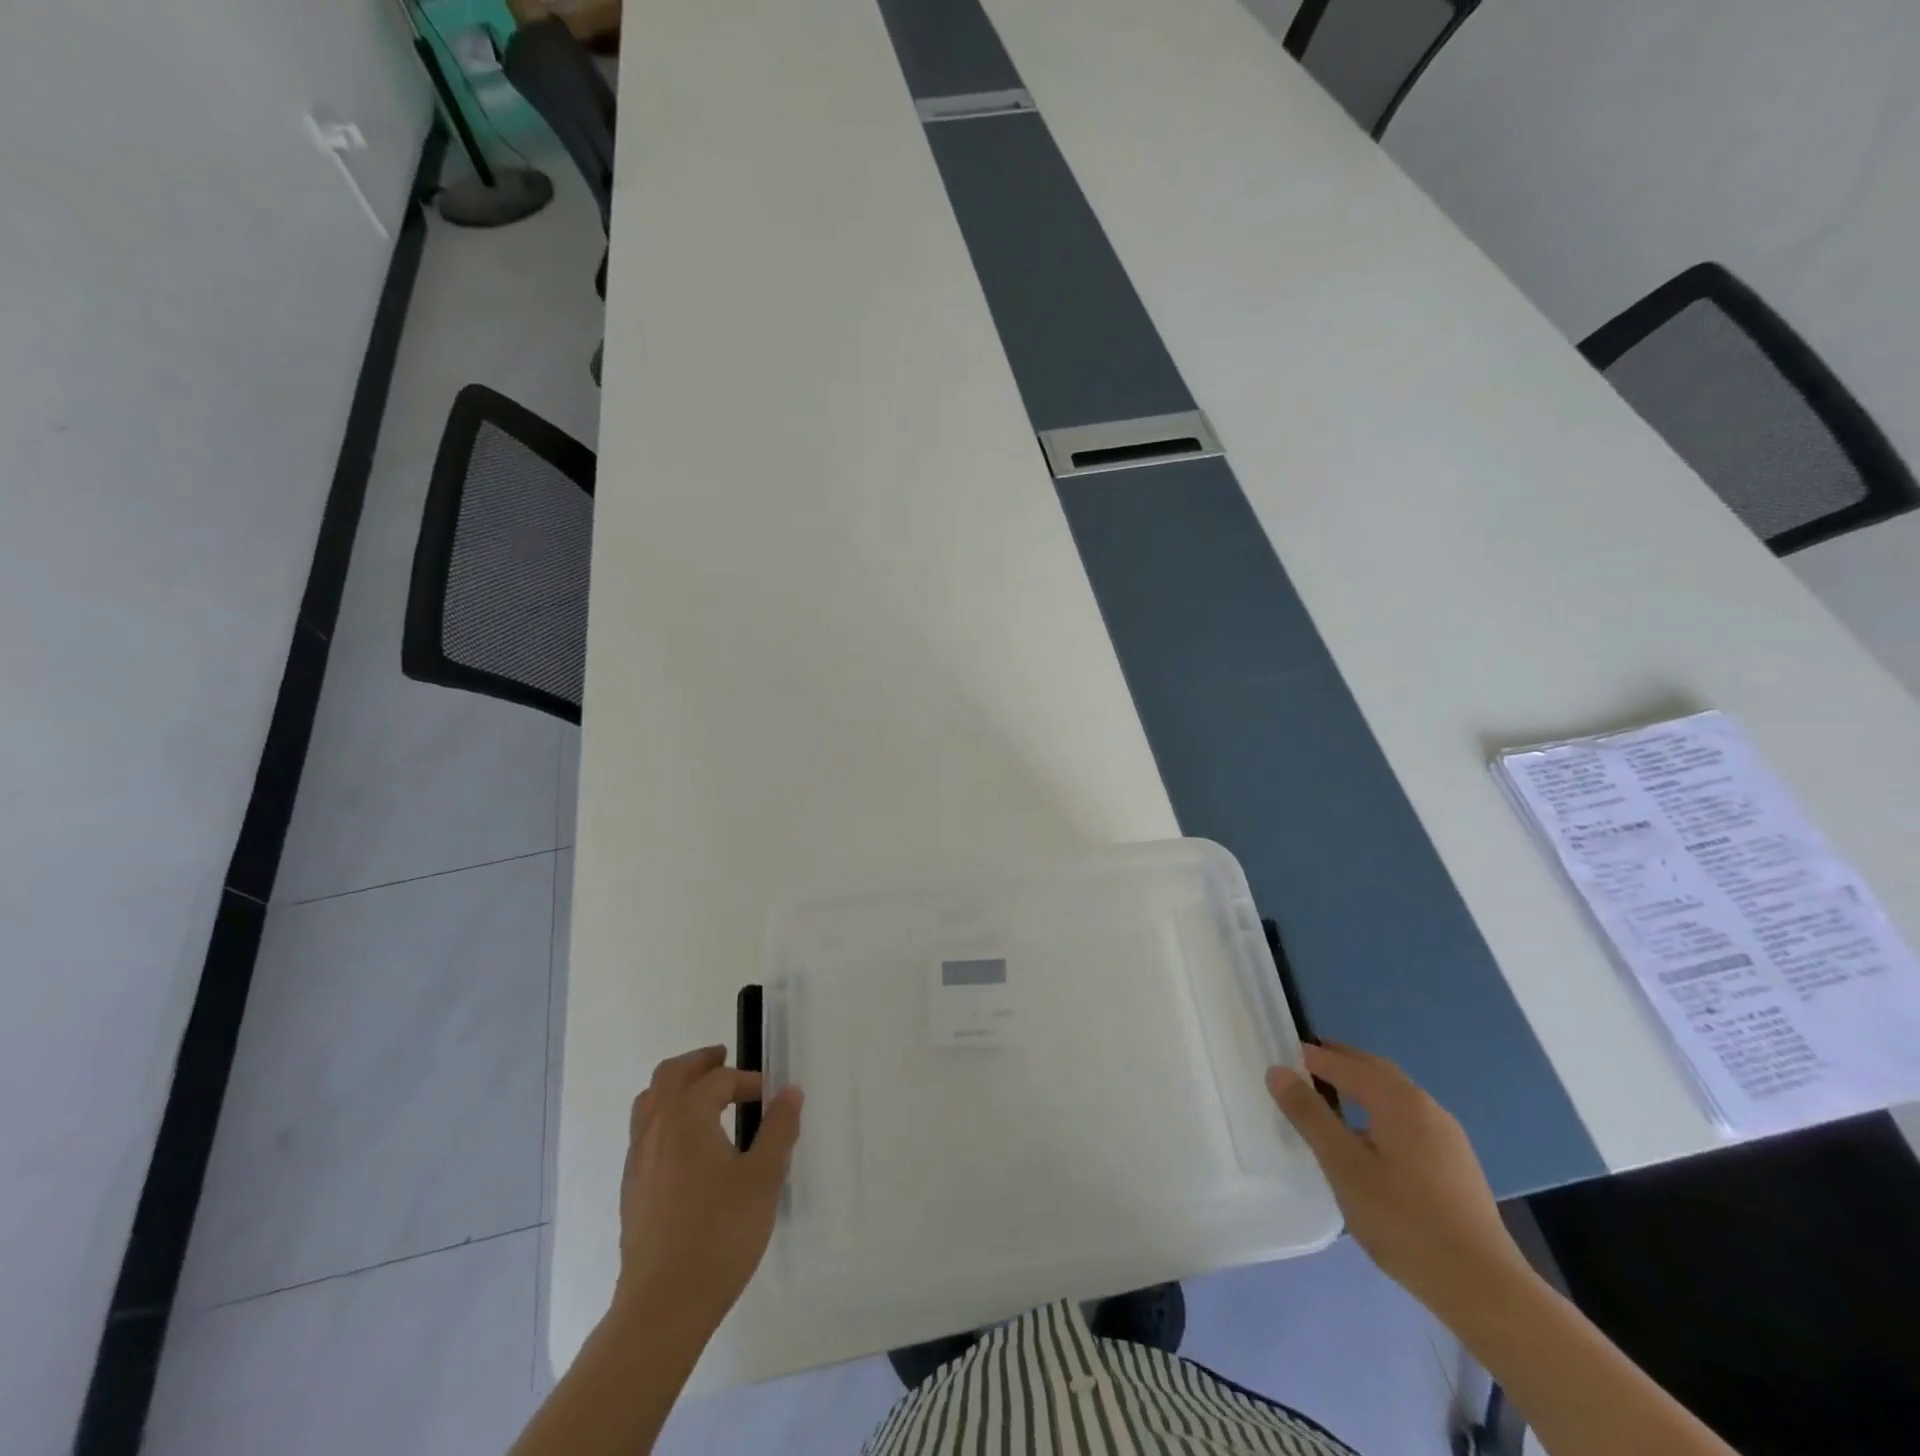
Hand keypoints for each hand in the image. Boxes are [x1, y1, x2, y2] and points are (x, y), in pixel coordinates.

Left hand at [612, 1046, 802, 1337]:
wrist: (662, 1307)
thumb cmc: (719, 1234)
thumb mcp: (763, 1178)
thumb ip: (778, 1130)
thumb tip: (789, 1092)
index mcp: (687, 1117)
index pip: (718, 1080)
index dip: (747, 1080)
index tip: (770, 1096)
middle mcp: (656, 1130)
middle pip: (668, 1076)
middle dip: (698, 1063)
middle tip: (723, 1060)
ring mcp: (637, 1162)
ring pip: (649, 1105)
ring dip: (677, 1090)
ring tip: (705, 1100)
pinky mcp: (631, 1192)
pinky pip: (645, 1135)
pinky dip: (667, 1121)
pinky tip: (691, 1149)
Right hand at [1267, 1043, 1533, 1320]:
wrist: (1485, 1289)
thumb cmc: (1404, 1221)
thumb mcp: (1344, 1166)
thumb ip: (1309, 1115)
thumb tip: (1278, 1071)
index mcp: (1398, 1101)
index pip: (1346, 1063)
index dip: (1313, 1057)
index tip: (1283, 1058)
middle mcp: (1426, 1107)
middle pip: (1376, 1070)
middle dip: (1340, 1062)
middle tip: (1304, 1065)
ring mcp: (1447, 1136)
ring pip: (1396, 1095)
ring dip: (1362, 1085)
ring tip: (1332, 1098)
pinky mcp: (1456, 1164)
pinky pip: (1409, 1118)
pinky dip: (1380, 1110)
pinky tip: (1370, 1138)